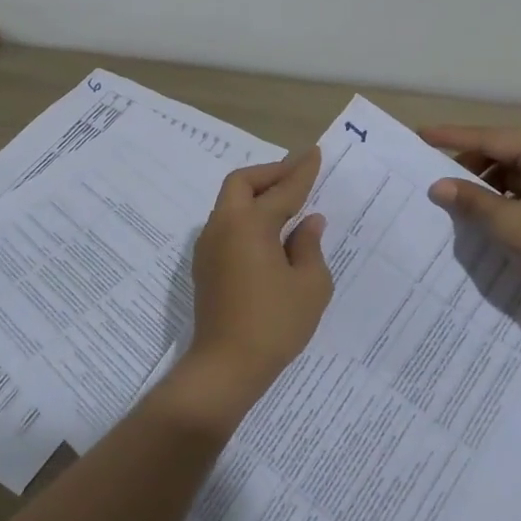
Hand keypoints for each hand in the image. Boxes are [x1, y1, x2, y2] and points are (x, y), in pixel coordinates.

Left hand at [175, 148, 332, 428]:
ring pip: (230, 202)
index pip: (283, 189)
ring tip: (286, 203)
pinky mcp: (205, 266)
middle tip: (297, 176)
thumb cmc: (274, 325)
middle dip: (270, 174)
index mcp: (251, 224)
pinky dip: (247, 216)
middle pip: (242, 182)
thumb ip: (310, 247)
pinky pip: (227, 224)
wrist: (224, 368)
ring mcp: (209, 246)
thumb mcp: (310, 286)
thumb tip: (309, 223)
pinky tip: (269, 233)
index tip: (315, 152)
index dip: (302, 171)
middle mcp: (224, 226)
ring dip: (257, 194)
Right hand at [421, 125, 520, 313]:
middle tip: (432, 180)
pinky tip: (482, 216)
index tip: (419, 134)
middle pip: (496, 152)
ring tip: (453, 203)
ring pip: (507, 172)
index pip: (486, 137)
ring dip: (482, 187)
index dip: (450, 138)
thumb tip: (438, 186)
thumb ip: (472, 202)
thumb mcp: (511, 226)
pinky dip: (499, 199)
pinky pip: (519, 188)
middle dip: (466, 167)